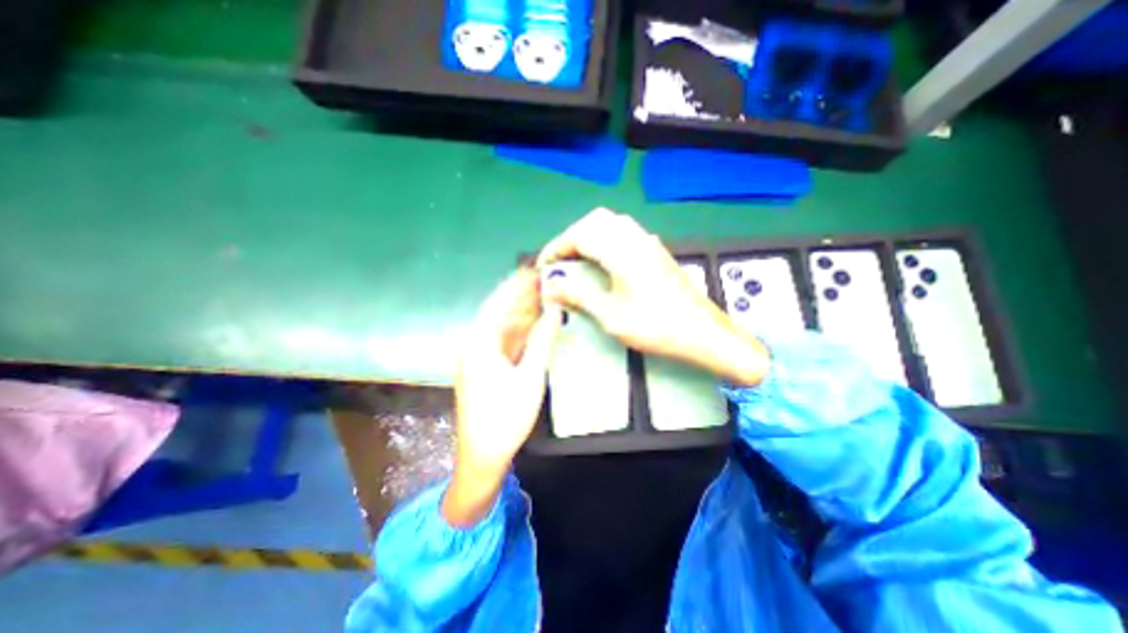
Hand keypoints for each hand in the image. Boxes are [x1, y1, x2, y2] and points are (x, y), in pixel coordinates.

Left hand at [442, 270, 562, 526]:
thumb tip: (555, 311)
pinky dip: (521, 329)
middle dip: (522, 293)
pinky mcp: (487, 366)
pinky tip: (536, 321)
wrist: (482, 456)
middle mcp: (476, 343)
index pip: (499, 301)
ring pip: (505, 325)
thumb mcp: (531, 378)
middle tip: (546, 277)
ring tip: (545, 293)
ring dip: (523, 310)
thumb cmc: (506, 418)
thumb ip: (543, 341)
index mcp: (479, 342)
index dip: (517, 283)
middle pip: (501, 310)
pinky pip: (506, 339)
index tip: (535, 267)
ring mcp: (481, 355)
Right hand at [535, 206, 767, 385]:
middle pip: (595, 221)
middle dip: (572, 237)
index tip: (544, 265)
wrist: (702, 333)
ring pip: (611, 223)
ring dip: (590, 236)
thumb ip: (579, 296)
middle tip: (561, 261)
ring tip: (578, 260)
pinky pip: (625, 232)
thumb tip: (551, 286)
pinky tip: (604, 262)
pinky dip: (606, 240)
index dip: (557, 247)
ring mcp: (649, 242)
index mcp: (622, 252)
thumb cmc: (656, 327)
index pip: (580, 235)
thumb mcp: (611, 317)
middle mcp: (635, 239)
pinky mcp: (656, 250)